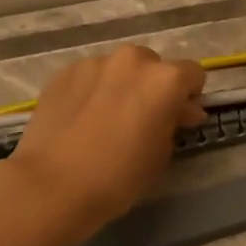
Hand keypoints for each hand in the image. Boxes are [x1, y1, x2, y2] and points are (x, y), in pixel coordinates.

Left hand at [7, 45, 206, 234]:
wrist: (52, 185)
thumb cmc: (118, 177)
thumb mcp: (161, 155)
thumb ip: (174, 123)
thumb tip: (180, 110)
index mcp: (164, 80)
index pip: (193, 74)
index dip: (189, 96)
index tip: (180, 117)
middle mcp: (132, 60)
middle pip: (153, 66)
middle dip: (153, 87)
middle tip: (141, 119)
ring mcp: (95, 63)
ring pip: (119, 69)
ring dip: (121, 86)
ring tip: (106, 119)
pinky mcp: (65, 72)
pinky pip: (90, 76)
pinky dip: (93, 90)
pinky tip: (81, 118)